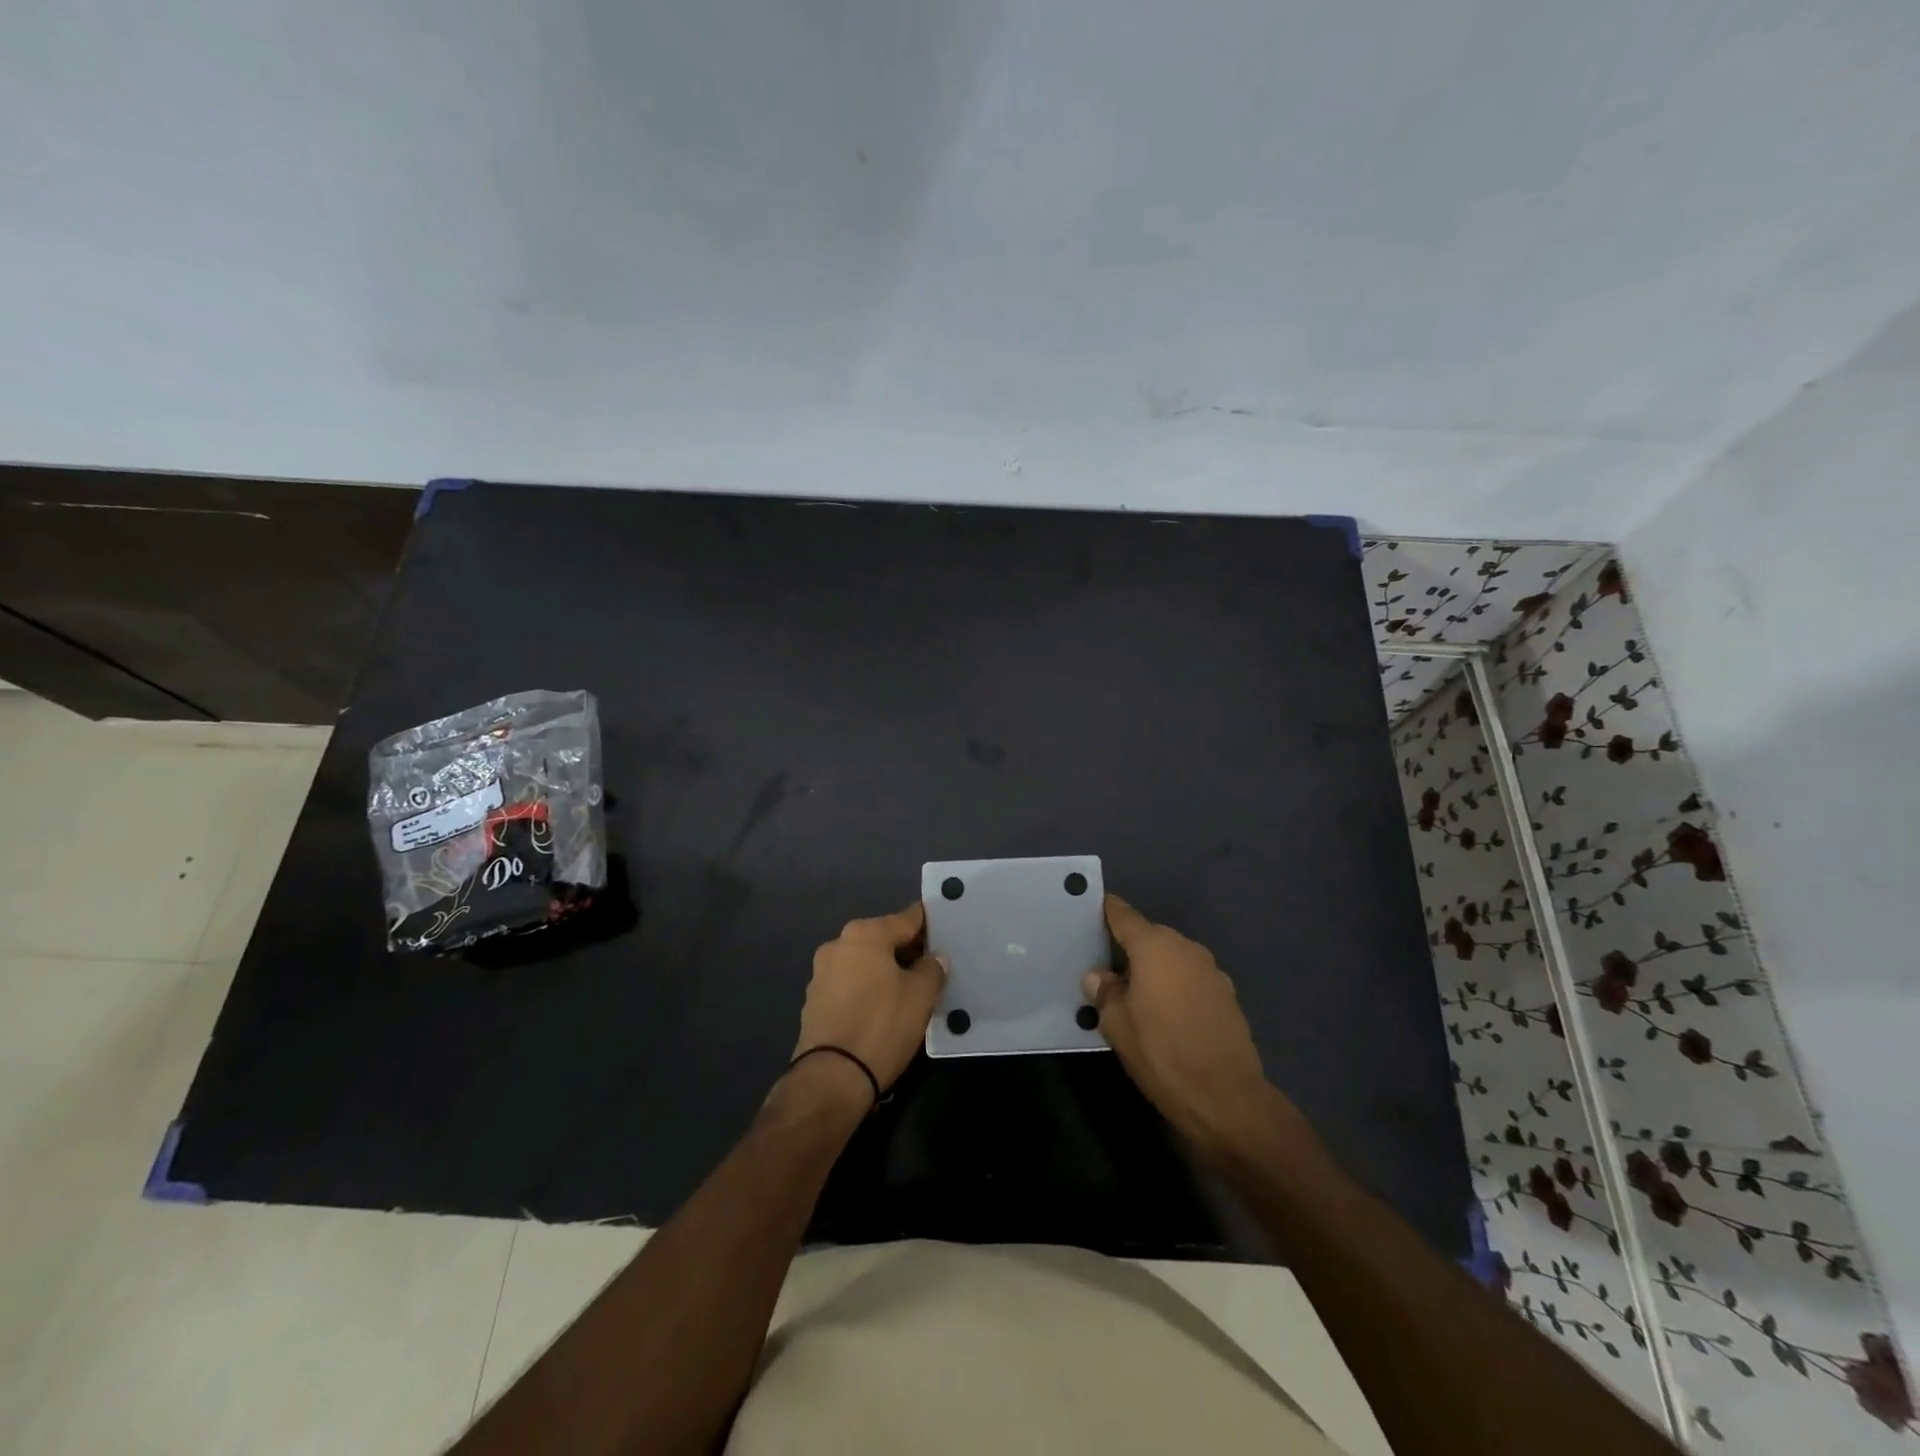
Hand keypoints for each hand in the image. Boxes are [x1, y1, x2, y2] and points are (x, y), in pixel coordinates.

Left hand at [793, 902, 946, 1097]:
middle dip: (906, 950)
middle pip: (882, 939)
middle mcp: (838, 944)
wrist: (832, 1077)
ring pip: (864, 963)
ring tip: (910, 991)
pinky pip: (849, 985)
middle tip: (932, 967)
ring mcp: (821, 973)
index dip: (928, 924)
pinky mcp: (814, 1001)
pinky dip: (867, 990)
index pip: (906, 919)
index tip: (944, 929)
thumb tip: (934, 957)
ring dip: (885, 971)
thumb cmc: (882, 1025)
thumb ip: (932, 969)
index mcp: (865, 934)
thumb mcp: (921, 996)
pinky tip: (883, 1009)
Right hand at [1084, 896, 1287, 1158]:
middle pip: (1150, 935)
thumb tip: (1099, 976)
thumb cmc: (1162, 1053)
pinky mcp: (1227, 995)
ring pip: (1172, 958)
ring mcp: (1211, 970)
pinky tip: (1166, 1014)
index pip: (1123, 915)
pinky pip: (1191, 978)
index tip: (1089, 912)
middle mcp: (1186, 948)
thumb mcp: (1117, 1024)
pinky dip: (1175, 986)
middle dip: (1128, 947)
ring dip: (1154, 969)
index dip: (1106, 911)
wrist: (1226, 1098)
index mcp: (1155, 946)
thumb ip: (1105, 991)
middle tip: (1105, 968)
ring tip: (1134, 994)